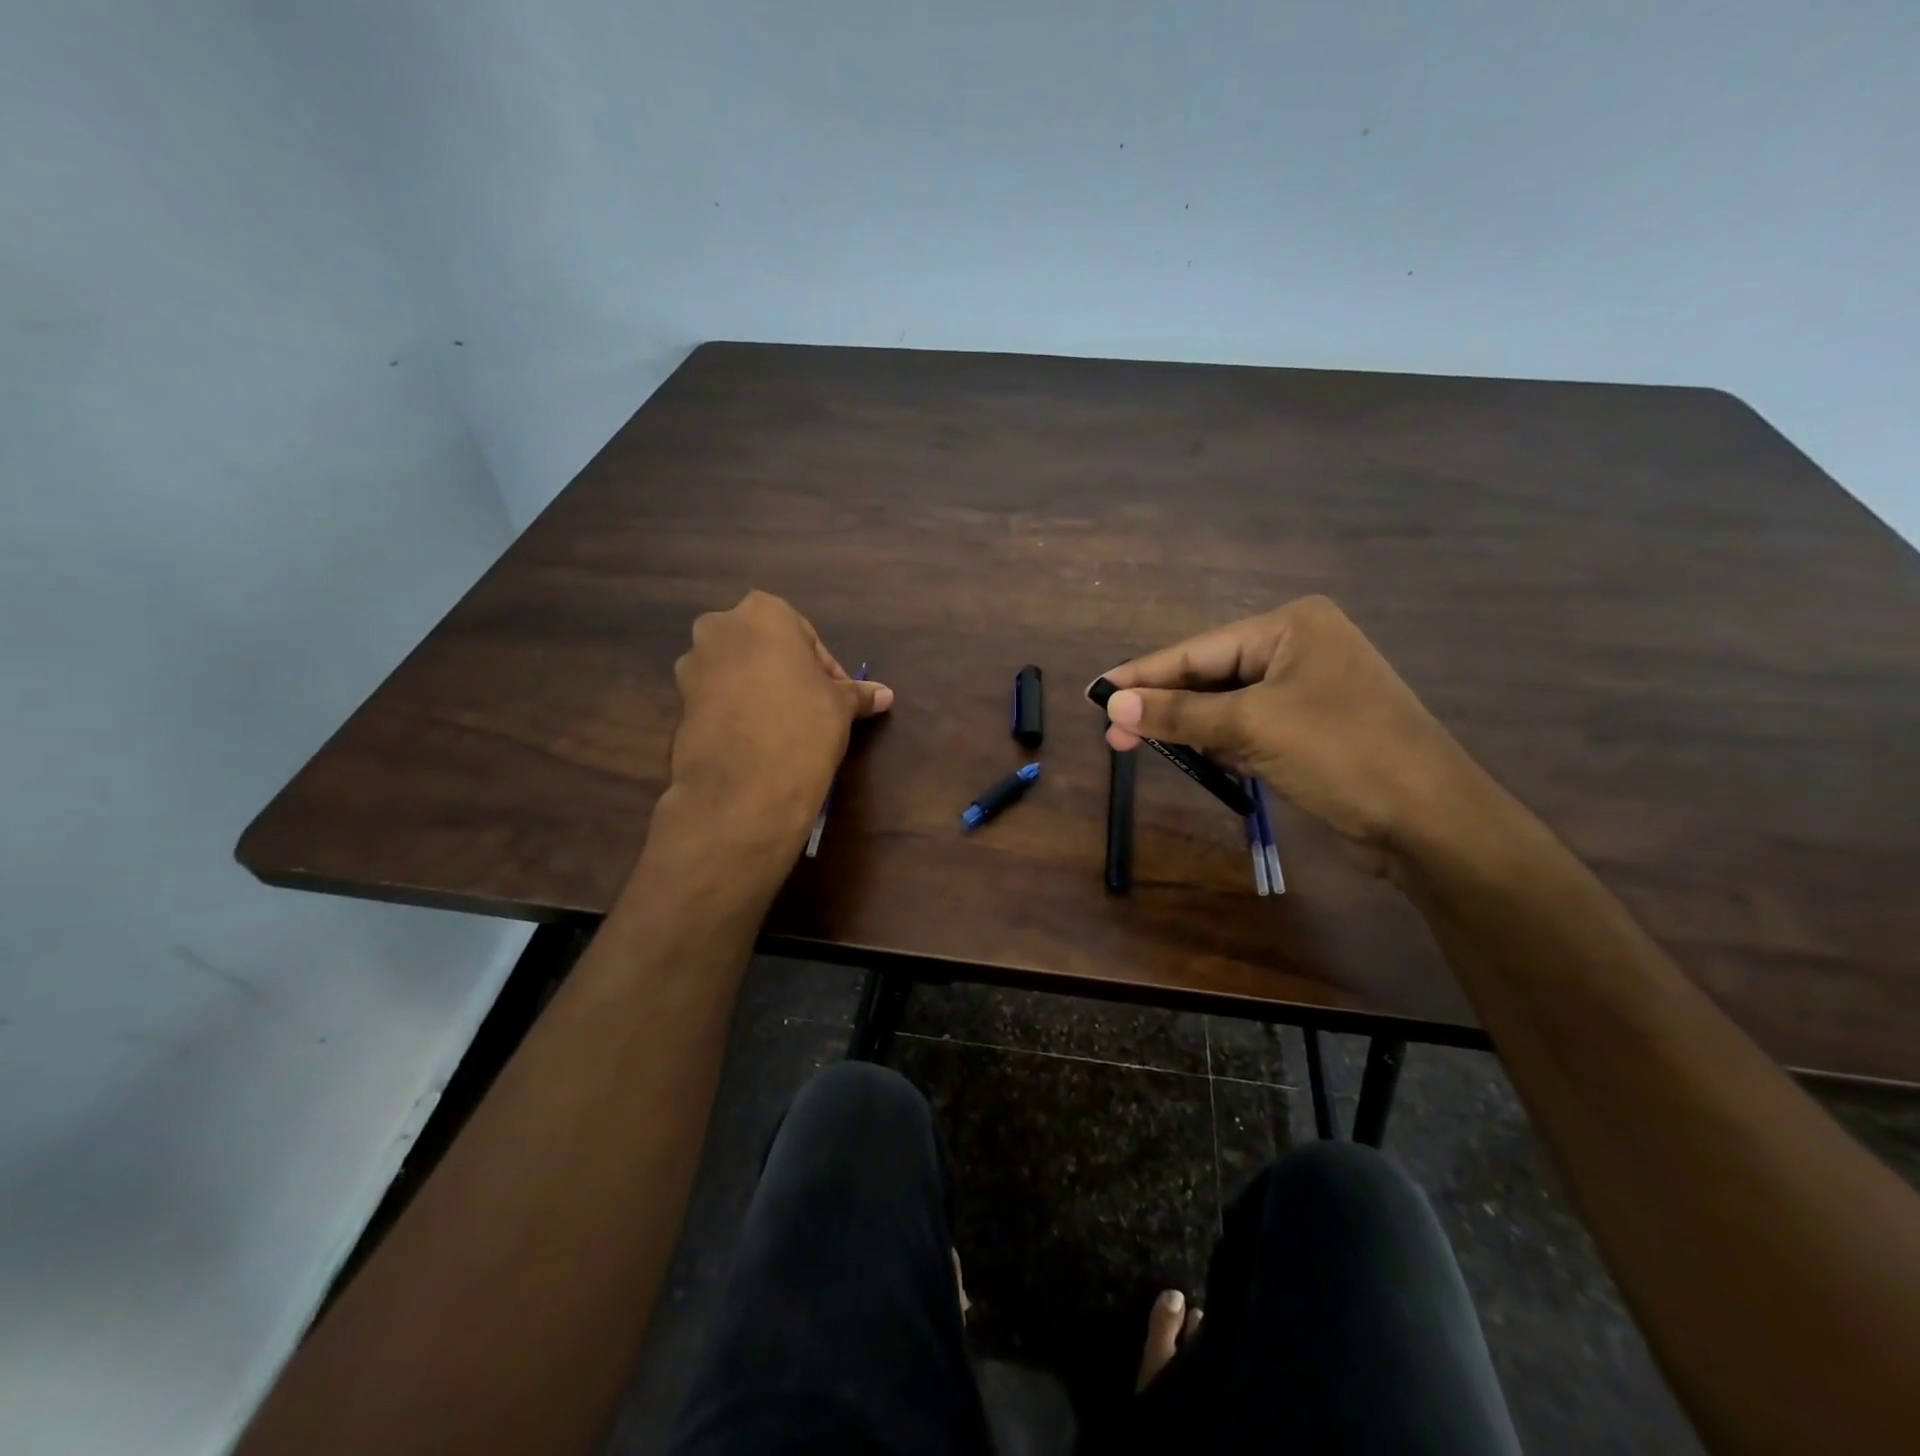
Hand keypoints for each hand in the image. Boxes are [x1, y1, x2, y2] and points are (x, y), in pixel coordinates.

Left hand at [664, 591, 891, 850]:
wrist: (744, 784)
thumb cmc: (803, 723)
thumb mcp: (840, 706)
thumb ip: (858, 693)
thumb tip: (886, 695)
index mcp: (764, 612)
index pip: (806, 636)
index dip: (826, 669)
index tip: (838, 697)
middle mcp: (720, 627)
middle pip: (765, 648)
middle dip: (788, 673)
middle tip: (813, 707)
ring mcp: (693, 664)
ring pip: (738, 671)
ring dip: (760, 690)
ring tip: (785, 726)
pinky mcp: (679, 702)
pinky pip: (718, 697)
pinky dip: (738, 710)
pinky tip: (759, 740)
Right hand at [1096, 596, 1480, 854]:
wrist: (1428, 819)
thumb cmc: (1341, 753)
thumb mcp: (1252, 727)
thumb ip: (1179, 713)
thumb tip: (1114, 703)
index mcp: (1290, 627)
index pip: (1198, 650)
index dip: (1143, 673)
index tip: (1095, 691)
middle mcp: (1298, 649)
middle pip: (1210, 675)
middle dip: (1162, 704)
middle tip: (1110, 730)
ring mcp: (1306, 690)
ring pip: (1225, 704)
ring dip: (1186, 726)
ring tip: (1133, 743)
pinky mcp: (1309, 729)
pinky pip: (1247, 727)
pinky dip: (1217, 742)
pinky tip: (1187, 754)